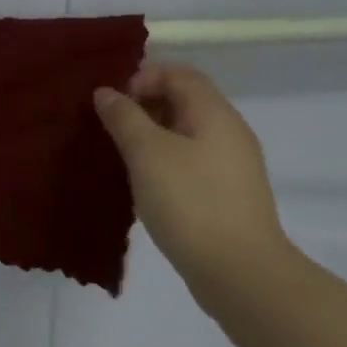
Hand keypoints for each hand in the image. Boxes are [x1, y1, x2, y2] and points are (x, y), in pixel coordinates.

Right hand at [93, 63, 296, 300]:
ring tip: (123, 157)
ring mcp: (233, 165)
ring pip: (186, 132)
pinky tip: (146, 185)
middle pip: (184, 100)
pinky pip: (192, 161)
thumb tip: (107, 92)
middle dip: (144, 106)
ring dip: (152, 136)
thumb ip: (124, 116)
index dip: (143, 78)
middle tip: (113, 129)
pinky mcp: (228, 195)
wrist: (240, 273)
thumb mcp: (146, 152)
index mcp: (214, 113)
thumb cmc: (190, 201)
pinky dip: (165, 162)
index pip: (179, 73)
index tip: (115, 105)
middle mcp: (229, 131)